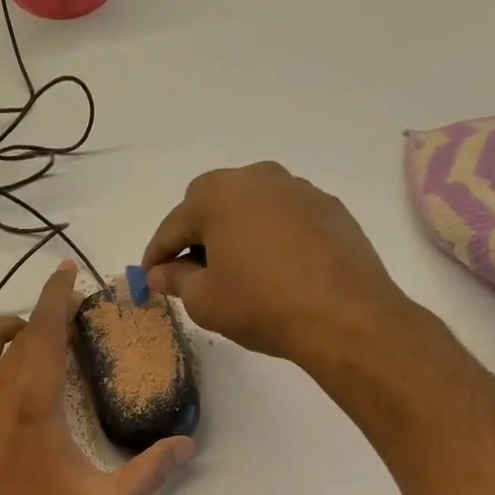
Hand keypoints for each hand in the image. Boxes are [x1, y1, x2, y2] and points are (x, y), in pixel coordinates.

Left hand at [0, 263, 195, 494]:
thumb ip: (149, 473)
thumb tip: (186, 444)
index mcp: (35, 397)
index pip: (47, 327)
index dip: (58, 293)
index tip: (67, 271)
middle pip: (18, 330)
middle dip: (42, 314)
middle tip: (62, 320)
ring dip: (6, 332)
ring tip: (24, 339)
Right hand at [143, 162, 418, 368]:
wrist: (344, 316)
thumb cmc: (262, 306)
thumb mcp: (205, 301)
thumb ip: (177, 280)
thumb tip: (161, 273)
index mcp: (219, 195)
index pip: (174, 224)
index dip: (157, 253)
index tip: (149, 277)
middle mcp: (258, 178)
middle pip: (212, 201)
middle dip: (195, 233)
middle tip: (189, 270)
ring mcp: (298, 189)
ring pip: (251, 204)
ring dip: (234, 230)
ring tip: (233, 268)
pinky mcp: (328, 208)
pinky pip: (283, 216)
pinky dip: (268, 235)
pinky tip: (272, 268)